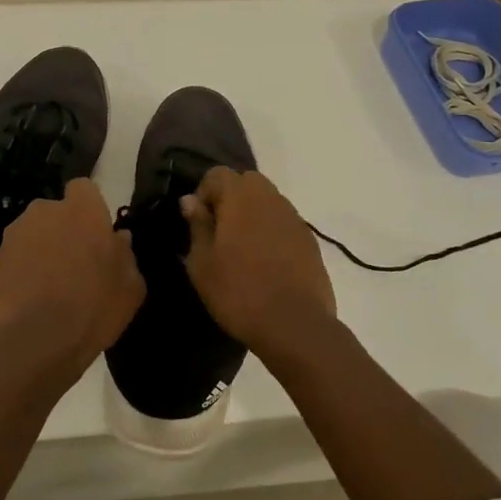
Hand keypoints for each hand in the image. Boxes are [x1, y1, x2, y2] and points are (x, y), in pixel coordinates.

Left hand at [0, 177, 144, 371]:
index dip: (89, 208)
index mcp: (83, 210)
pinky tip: (32, 296)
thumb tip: (119, 240)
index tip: (95, 234)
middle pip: (56, 211)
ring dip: (42, 248)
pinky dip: (23, 267)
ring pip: (34, 232)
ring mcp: (16, 233)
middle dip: (64, 229)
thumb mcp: (130, 287)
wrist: (35, 339)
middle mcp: (46, 211)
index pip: (83, 188)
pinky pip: (16, 255)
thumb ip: (126, 255)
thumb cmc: (93, 307)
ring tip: (51, 284)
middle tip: (75, 262)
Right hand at [182, 168, 336, 359]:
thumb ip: (197, 225)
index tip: (198, 223)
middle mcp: (270, 198)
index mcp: (241, 197)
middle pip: (247, 181)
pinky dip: (271, 230)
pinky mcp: (310, 240)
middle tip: (220, 232)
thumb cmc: (238, 292)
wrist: (294, 325)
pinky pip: (284, 222)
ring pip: (268, 200)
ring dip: (252, 213)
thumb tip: (190, 200)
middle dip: (230, 198)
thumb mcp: (202, 263)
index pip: (217, 174)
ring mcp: (294, 218)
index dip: (204, 193)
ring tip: (242, 248)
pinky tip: (265, 262)